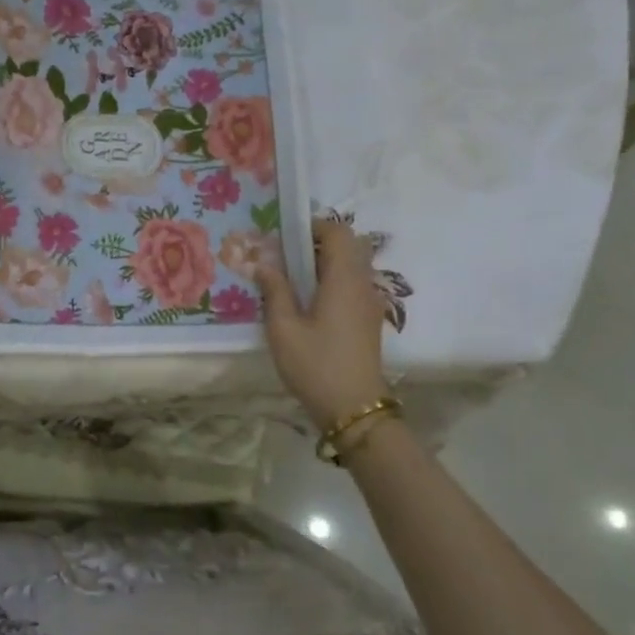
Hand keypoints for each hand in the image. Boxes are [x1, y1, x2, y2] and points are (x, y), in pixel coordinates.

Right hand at [253, 218, 393, 430]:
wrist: (354, 408)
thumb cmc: (315, 365)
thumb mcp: (283, 328)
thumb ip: (274, 290)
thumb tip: (264, 264)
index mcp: (344, 279)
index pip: (338, 232)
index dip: (313, 226)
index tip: (284, 237)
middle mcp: (363, 284)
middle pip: (348, 246)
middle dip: (318, 243)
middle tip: (286, 257)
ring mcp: (369, 303)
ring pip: (352, 266)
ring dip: (325, 263)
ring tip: (292, 280)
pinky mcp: (368, 319)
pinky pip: (352, 285)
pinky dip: (332, 281)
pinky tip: (307, 302)